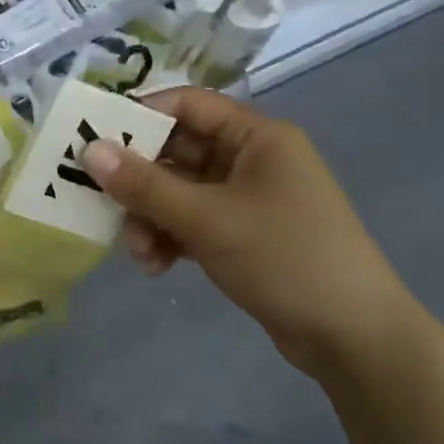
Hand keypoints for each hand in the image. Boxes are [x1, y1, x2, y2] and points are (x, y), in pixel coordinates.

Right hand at [80, 87, 420, 376]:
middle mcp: (252, 158)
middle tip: (102, 202)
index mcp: (256, 136)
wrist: (354, 338)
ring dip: (153, 216)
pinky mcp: (245, 234)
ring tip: (140, 252)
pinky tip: (158, 266)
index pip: (188, 105)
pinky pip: (195, 221)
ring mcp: (249, 198)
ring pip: (182, 191)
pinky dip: (172, 237)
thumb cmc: (286, 258)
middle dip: (141, 181)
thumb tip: (90, 150)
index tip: (95, 138)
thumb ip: (146, 185)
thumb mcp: (209, 219)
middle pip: (179, 151)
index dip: (140, 116)